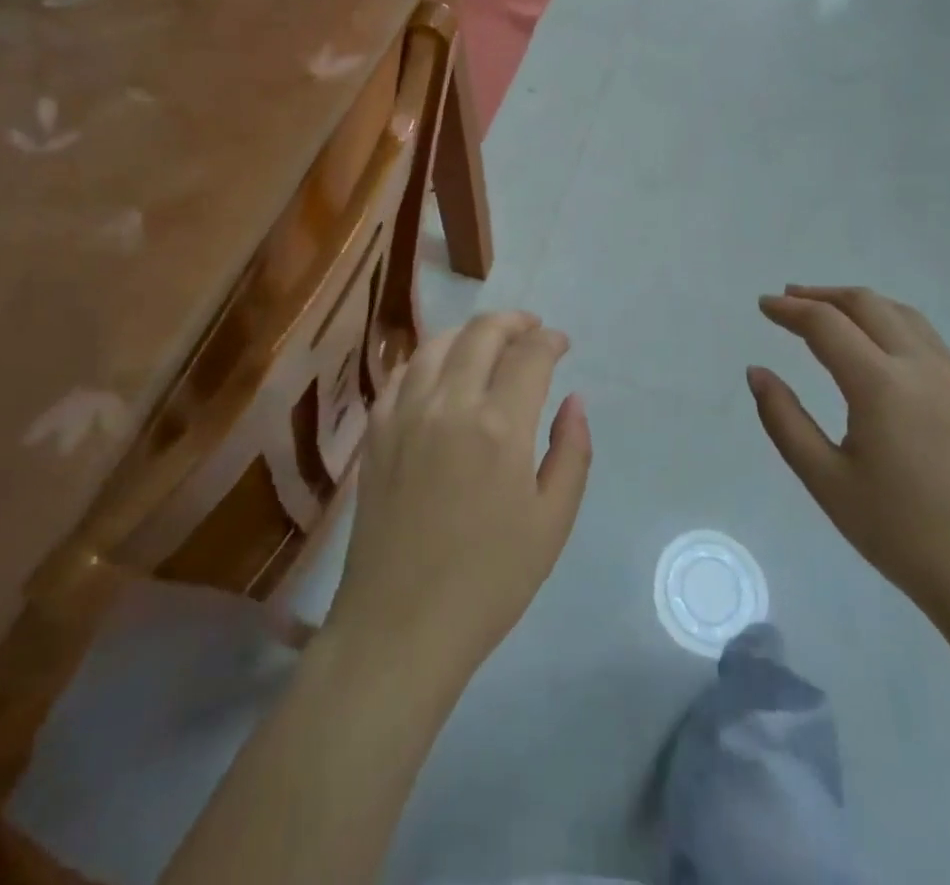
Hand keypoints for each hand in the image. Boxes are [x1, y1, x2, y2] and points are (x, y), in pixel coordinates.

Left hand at [325, 312, 590, 680]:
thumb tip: (573, 400)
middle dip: (512, 322)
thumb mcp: (552, 522)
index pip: (530, 355)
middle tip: (531, 331)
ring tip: (488, 343)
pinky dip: (427, 360)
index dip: (550, 341)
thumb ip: (571, 451)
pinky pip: (401, 374)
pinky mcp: (376, 432)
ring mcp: (405, 414)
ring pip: (437, 344)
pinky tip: (440, 372)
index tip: (561, 344)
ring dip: (469, 333)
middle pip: (481, 334)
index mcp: (499, 425)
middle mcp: (449, 404)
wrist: (400, 626)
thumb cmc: (489, 581)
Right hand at [749, 285, 949, 625]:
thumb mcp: (826, 480)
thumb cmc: (900, 533)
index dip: (790, 310)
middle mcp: (922, 367)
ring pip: (903, 315)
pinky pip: (927, 339)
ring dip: (860, 305)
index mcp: (882, 385)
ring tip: (829, 312)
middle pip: (868, 305)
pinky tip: (877, 348)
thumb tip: (757, 372)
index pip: (827, 324)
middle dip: (823, 295)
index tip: (764, 304)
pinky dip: (891, 324)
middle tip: (789, 300)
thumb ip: (784, 420)